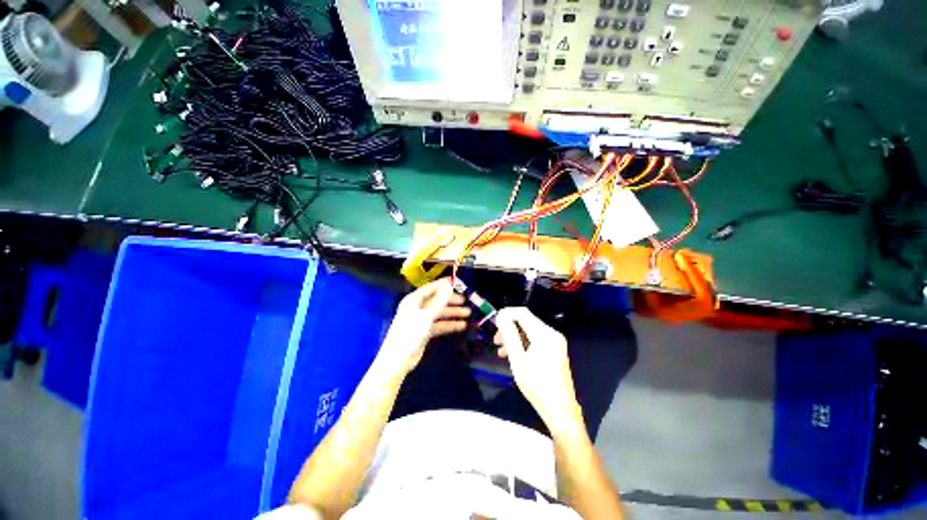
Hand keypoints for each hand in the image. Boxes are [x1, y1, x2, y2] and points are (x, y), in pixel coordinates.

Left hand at [377, 278, 470, 377]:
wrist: (398, 359)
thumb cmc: (410, 333)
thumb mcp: (426, 315)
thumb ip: (439, 300)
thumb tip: (449, 285)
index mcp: (414, 300)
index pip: (430, 288)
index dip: (443, 284)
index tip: (456, 281)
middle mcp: (417, 308)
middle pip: (437, 300)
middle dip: (451, 300)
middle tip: (465, 300)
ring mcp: (421, 320)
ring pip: (440, 313)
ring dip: (453, 313)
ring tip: (468, 313)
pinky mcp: (425, 331)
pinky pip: (439, 324)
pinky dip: (449, 324)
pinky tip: (461, 325)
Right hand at [494, 307, 581, 432]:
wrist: (560, 410)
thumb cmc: (537, 385)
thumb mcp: (518, 360)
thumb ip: (509, 336)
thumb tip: (501, 318)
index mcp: (544, 334)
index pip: (522, 313)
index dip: (506, 313)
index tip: (493, 321)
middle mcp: (552, 333)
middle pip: (526, 321)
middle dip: (509, 327)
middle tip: (495, 339)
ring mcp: (556, 341)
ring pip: (530, 330)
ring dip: (514, 336)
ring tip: (500, 348)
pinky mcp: (556, 349)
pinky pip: (536, 339)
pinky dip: (523, 343)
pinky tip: (512, 353)